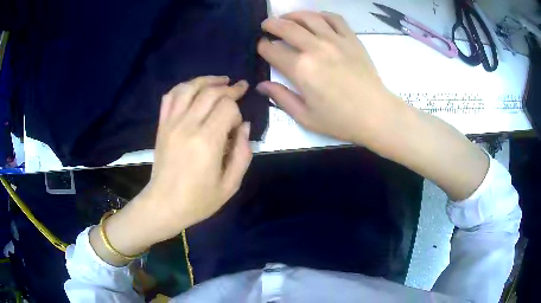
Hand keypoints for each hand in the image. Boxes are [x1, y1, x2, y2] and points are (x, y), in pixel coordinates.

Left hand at [139, 76, 251, 240]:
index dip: (237, 111)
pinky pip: (170, 96)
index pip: (227, 107)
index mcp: (207, 141)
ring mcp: (171, 123)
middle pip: (210, 92)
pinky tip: (194, 88)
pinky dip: (183, 87)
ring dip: (207, 80)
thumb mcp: (231, 185)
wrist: (164, 205)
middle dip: (229, 88)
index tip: (236, 127)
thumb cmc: (198, 200)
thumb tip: (245, 126)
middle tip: (240, 88)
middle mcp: (188, 125)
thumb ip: (243, 153)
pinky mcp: (162, 125)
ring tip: (221, 81)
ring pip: (189, 88)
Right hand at [256, 11, 400, 144]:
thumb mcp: (305, 117)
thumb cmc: (340, 120)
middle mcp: (316, 49)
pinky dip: (322, 15)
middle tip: (266, 25)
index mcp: (301, 70)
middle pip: (287, 27)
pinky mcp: (352, 39)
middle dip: (271, 24)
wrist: (376, 114)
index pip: (273, 50)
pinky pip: (334, 18)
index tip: (261, 46)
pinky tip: (317, 19)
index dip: (262, 46)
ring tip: (287, 18)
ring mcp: (335, 41)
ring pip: (309, 17)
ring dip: (293, 15)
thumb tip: (261, 85)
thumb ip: (281, 98)